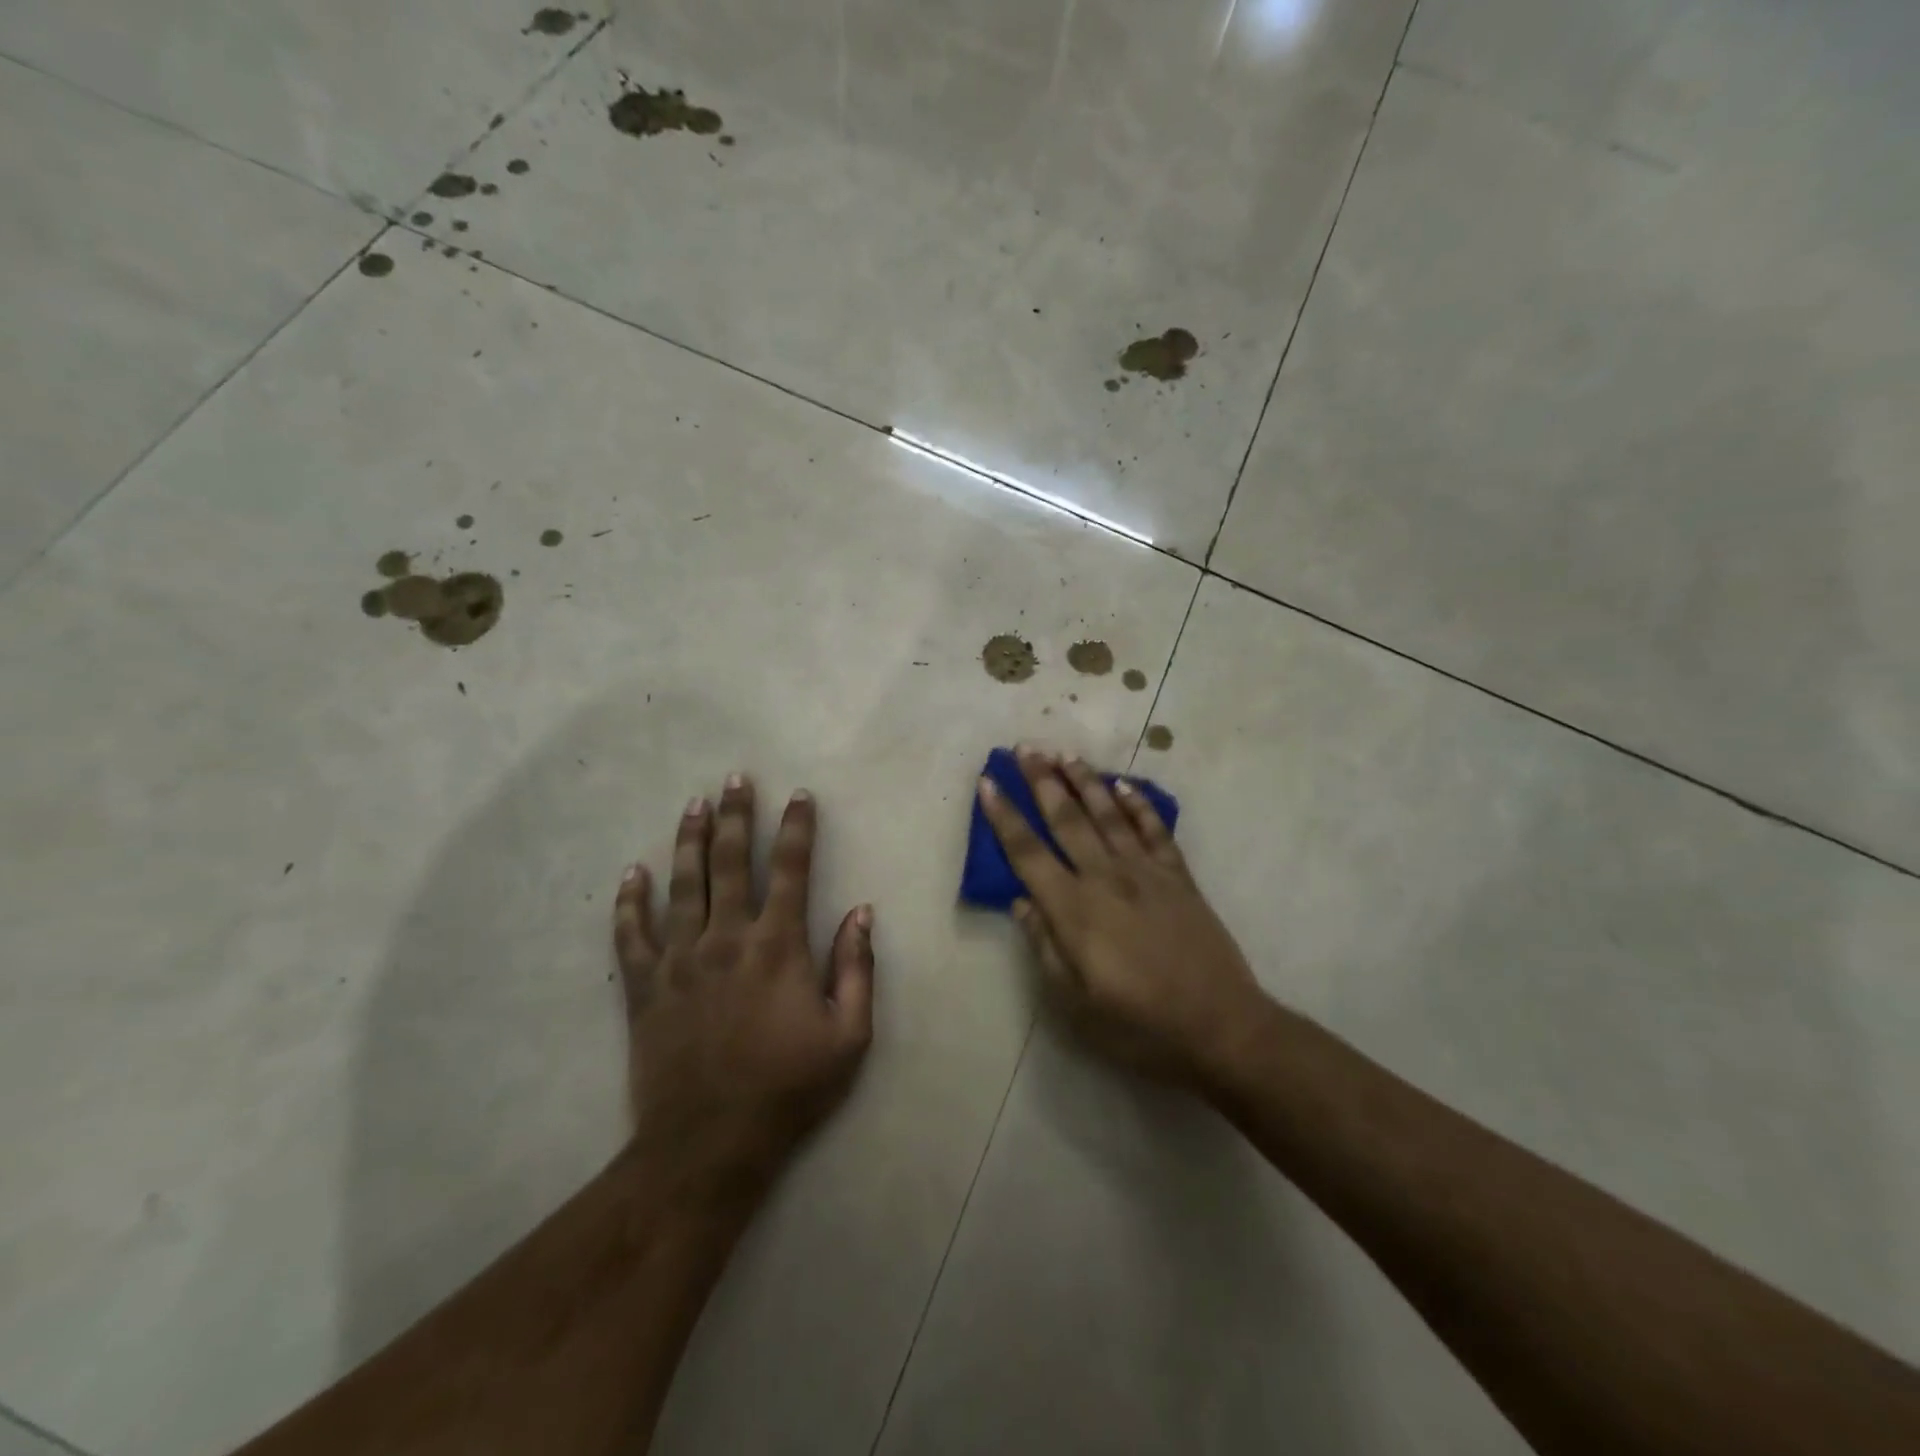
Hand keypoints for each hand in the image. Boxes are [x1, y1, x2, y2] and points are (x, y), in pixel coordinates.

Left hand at [613, 775, 873, 1196]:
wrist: (709, 1144)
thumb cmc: (789, 1088)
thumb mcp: (849, 1035)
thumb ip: (857, 968)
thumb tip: (861, 912)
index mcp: (778, 946)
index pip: (792, 869)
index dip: (798, 828)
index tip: (799, 796)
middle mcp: (727, 938)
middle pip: (731, 862)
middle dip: (737, 816)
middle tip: (735, 779)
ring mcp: (680, 960)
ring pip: (682, 885)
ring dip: (689, 841)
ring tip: (693, 805)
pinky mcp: (644, 988)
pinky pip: (631, 935)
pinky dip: (630, 902)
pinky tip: (631, 873)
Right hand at [978, 747, 1265, 1087]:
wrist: (1220, 1026)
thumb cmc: (1139, 1024)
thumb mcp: (1075, 1002)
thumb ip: (1045, 947)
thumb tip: (1021, 902)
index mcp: (1074, 909)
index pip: (1028, 852)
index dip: (1004, 816)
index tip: (988, 783)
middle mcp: (1106, 878)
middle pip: (1066, 819)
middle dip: (1042, 781)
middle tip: (1024, 748)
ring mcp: (1146, 872)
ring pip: (1108, 814)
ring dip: (1084, 782)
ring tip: (1065, 754)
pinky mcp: (1179, 877)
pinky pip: (1155, 830)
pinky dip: (1139, 805)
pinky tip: (1124, 785)